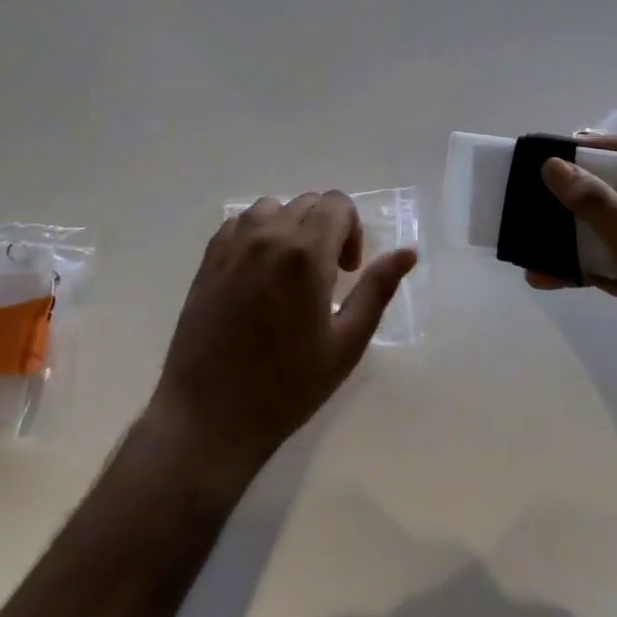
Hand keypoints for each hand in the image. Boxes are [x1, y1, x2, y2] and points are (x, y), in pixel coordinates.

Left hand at [150, 191, 417, 477]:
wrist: (210, 413)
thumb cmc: (286, 386)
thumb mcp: (345, 344)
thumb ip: (377, 290)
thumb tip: (407, 253)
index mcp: (305, 253)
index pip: (336, 204)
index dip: (352, 231)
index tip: (347, 271)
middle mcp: (267, 235)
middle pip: (307, 203)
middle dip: (325, 229)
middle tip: (325, 278)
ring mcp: (233, 244)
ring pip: (271, 208)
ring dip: (289, 228)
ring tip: (289, 273)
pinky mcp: (208, 258)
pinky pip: (240, 224)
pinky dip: (257, 235)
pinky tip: (258, 275)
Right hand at [530, 131, 616, 442]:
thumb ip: (599, 208)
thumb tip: (551, 166)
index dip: (601, 146)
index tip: (554, 153)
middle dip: (575, 191)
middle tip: (530, 188)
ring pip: (607, 226)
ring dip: (569, 232)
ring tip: (527, 233)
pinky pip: (603, 261)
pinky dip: (575, 266)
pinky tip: (541, 275)